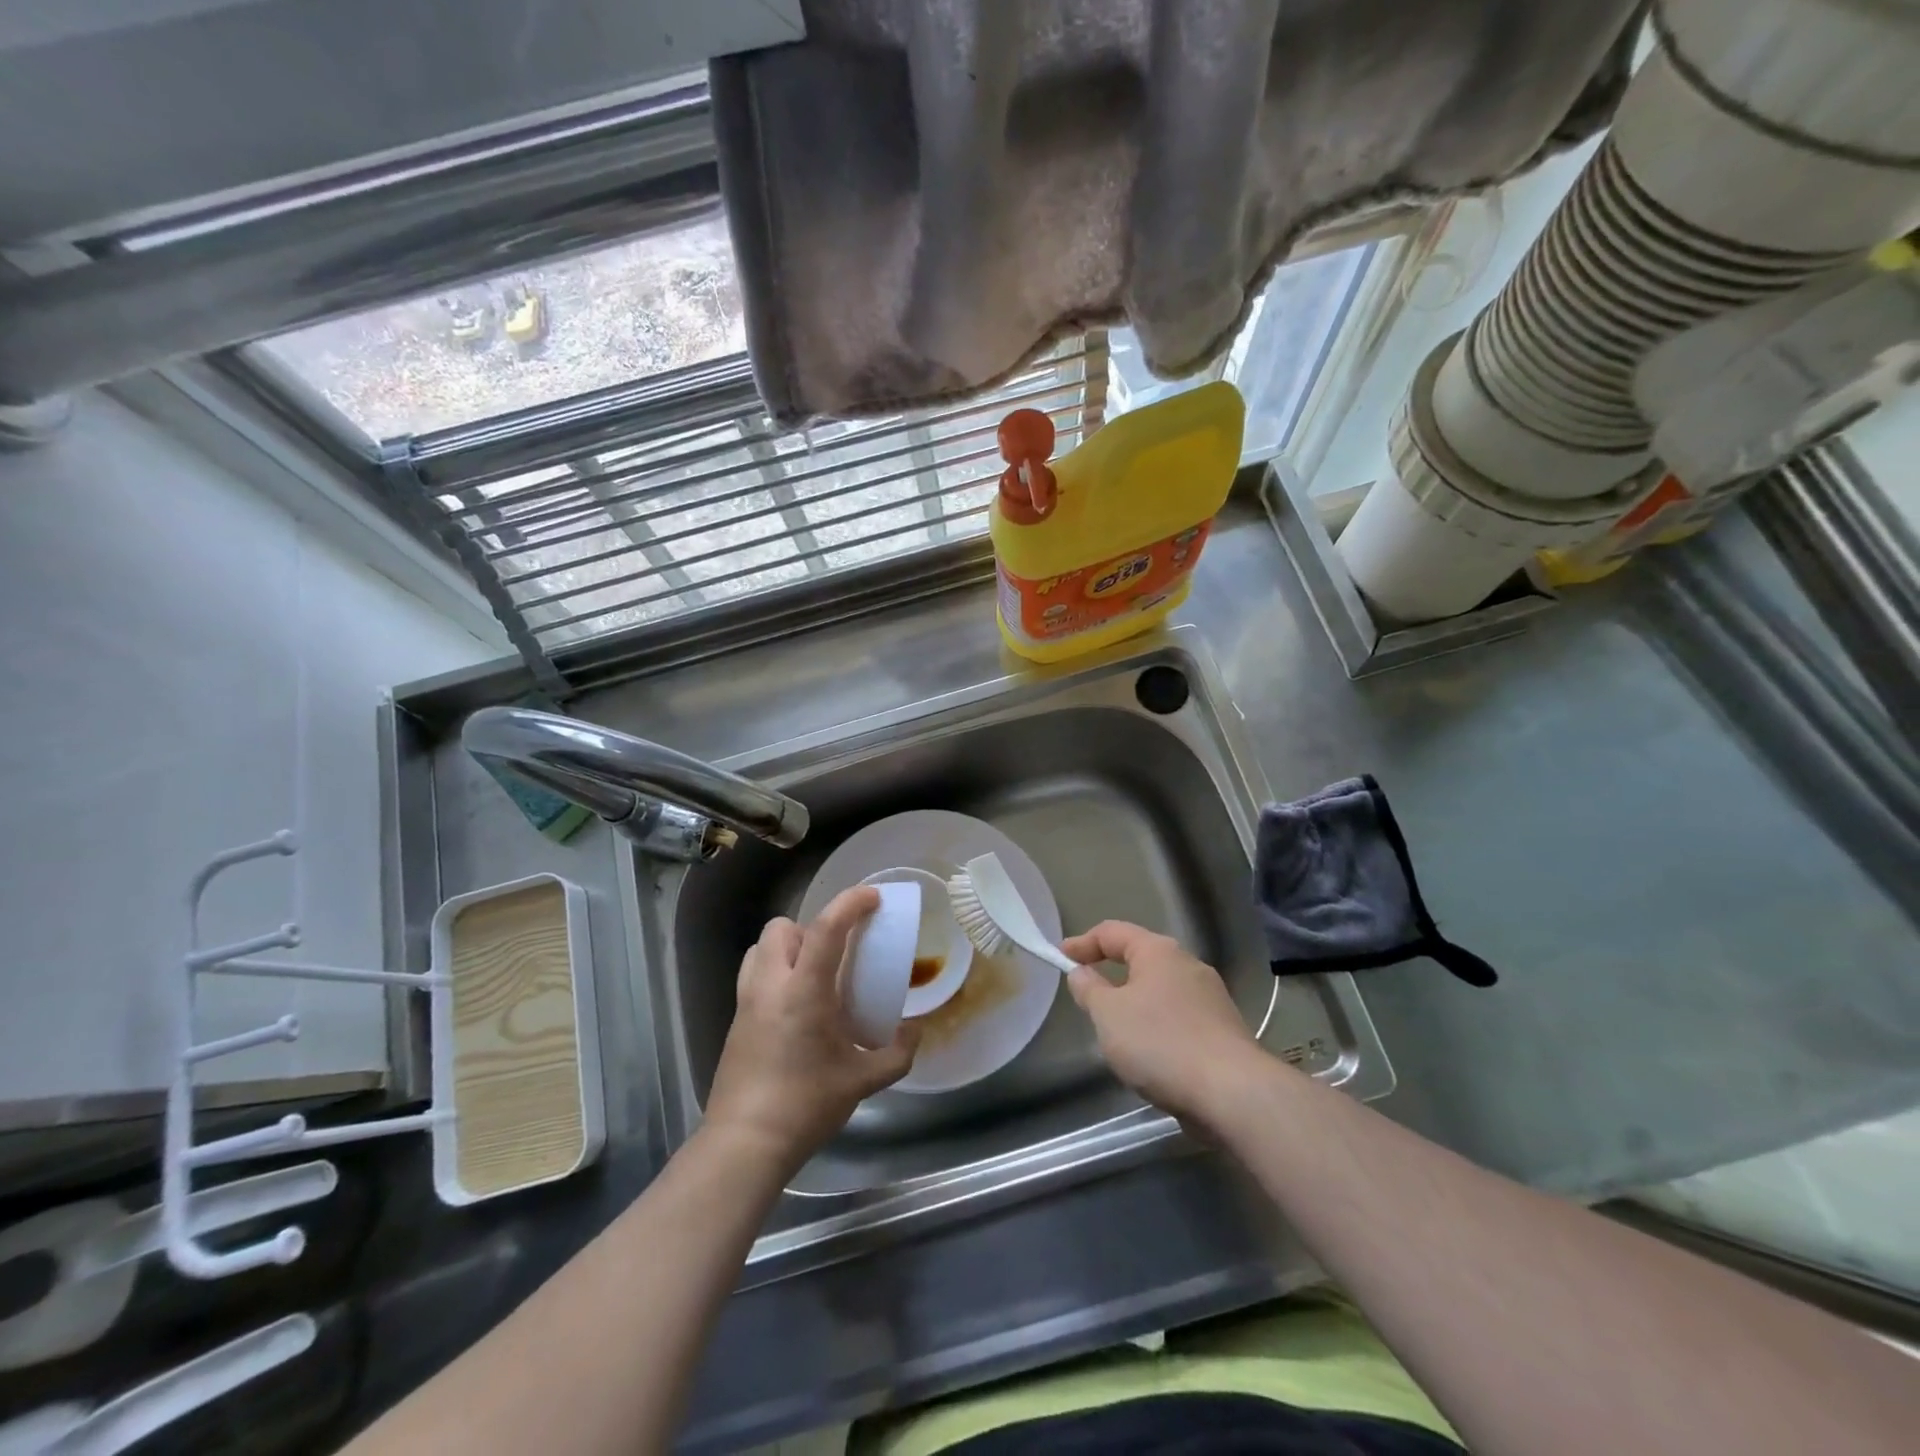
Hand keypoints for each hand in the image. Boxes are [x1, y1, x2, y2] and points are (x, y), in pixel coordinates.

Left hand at [704, 886, 918, 1171]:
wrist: (745, 1144)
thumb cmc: (806, 1105)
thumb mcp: (862, 1081)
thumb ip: (897, 1052)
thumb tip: (914, 1031)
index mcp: (803, 991)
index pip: (825, 929)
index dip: (850, 903)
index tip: (872, 897)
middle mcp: (770, 986)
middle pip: (781, 928)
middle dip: (810, 927)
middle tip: (836, 954)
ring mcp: (746, 1003)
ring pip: (760, 948)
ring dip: (787, 948)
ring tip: (813, 975)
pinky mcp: (735, 1022)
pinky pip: (753, 976)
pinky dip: (775, 973)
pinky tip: (795, 1009)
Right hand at [1061, 921, 1264, 1132]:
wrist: (1232, 1092)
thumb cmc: (1160, 1042)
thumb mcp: (1108, 1014)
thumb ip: (1089, 989)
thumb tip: (1081, 972)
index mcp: (1159, 951)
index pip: (1112, 932)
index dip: (1082, 942)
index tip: (1059, 957)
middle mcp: (1188, 965)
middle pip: (1141, 958)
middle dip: (1111, 972)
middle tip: (1086, 992)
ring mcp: (1210, 997)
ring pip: (1161, 990)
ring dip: (1135, 1002)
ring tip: (1114, 1028)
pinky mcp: (1222, 1030)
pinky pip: (1178, 1017)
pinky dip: (1157, 1026)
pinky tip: (1148, 1053)